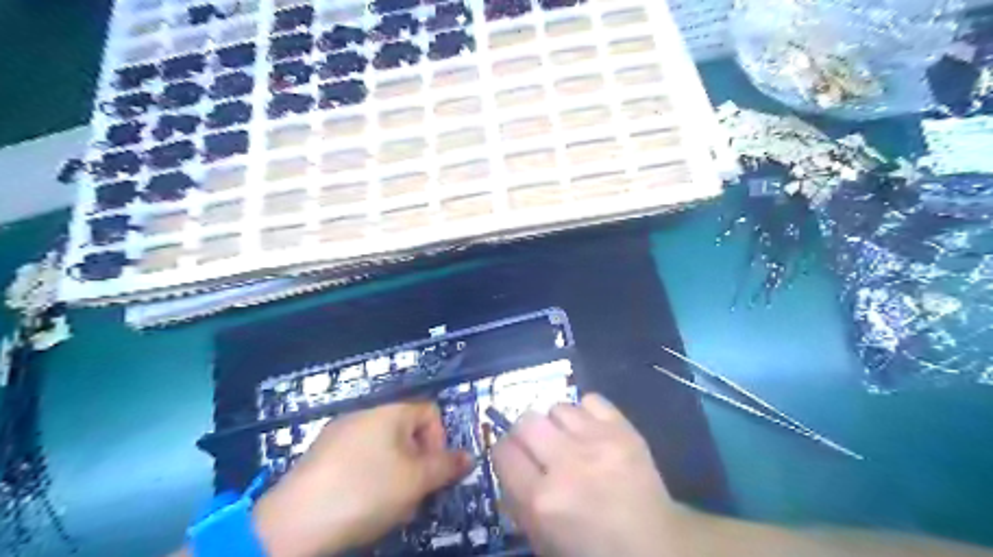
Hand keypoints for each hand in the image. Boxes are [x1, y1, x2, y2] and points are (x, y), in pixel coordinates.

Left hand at [252, 400, 474, 555]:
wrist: (293, 523)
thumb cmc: (365, 492)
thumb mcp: (416, 481)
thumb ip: (446, 466)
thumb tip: (468, 456)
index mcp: (390, 411)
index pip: (431, 412)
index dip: (441, 440)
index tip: (434, 471)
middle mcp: (364, 414)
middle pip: (407, 433)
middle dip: (417, 464)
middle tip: (414, 496)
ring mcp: (339, 434)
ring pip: (384, 450)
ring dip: (396, 475)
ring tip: (390, 508)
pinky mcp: (320, 456)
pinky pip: (359, 460)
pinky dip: (370, 479)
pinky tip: (362, 507)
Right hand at [490, 393, 677, 556]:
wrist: (655, 545)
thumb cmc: (594, 549)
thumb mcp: (543, 541)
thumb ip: (518, 503)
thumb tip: (508, 467)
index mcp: (542, 500)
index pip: (502, 451)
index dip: (504, 453)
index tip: (514, 458)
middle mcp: (566, 464)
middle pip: (526, 421)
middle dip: (526, 433)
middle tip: (539, 446)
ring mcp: (597, 442)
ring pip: (557, 407)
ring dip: (557, 423)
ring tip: (569, 438)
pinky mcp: (623, 429)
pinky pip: (590, 400)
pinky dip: (586, 412)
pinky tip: (591, 430)